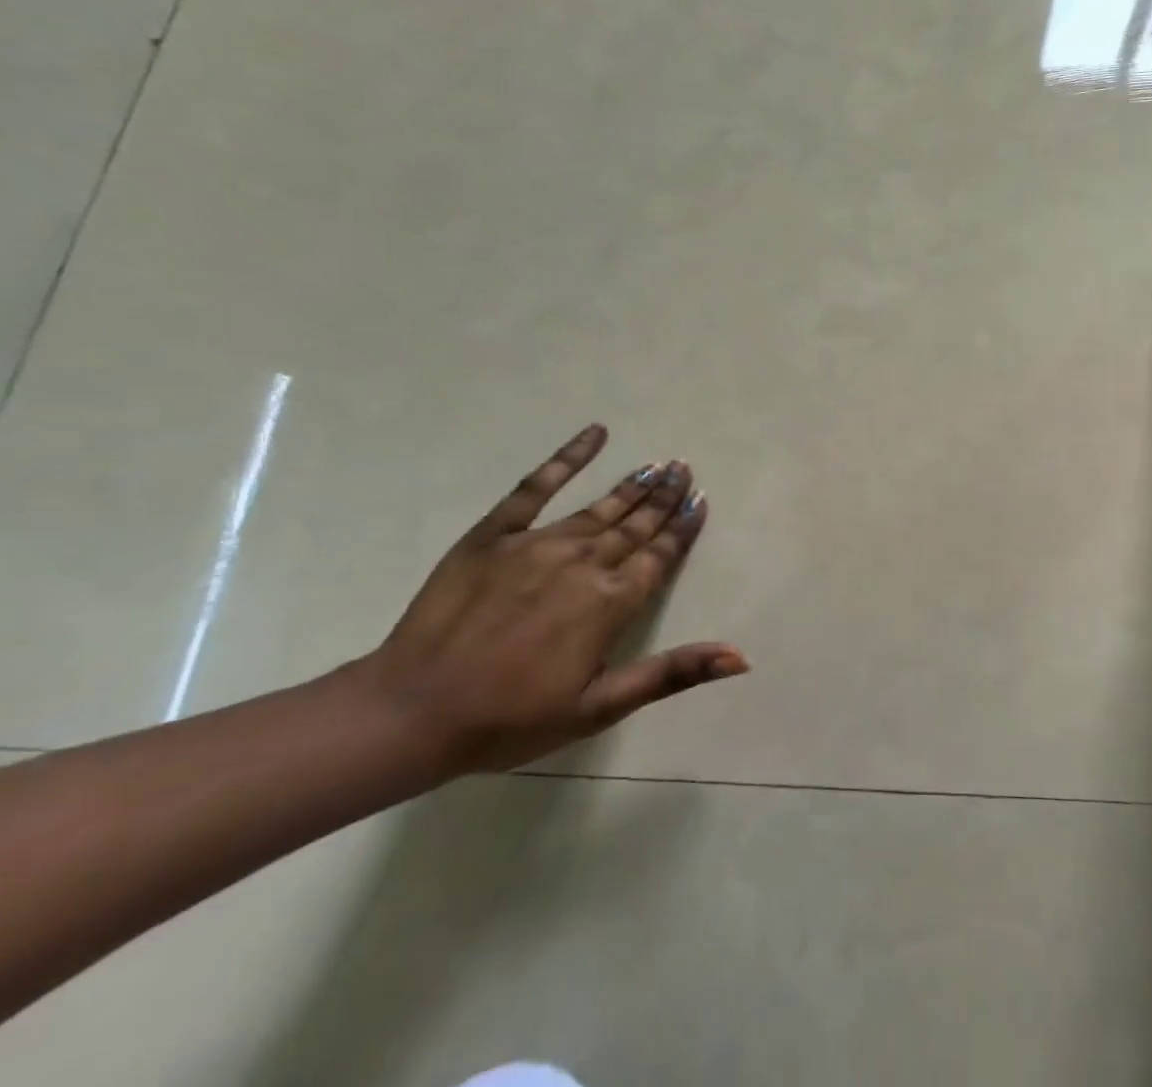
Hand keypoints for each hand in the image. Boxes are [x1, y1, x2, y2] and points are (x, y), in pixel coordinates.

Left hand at [352, 425, 745, 774]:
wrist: (412, 712)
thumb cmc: (512, 717)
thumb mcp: (601, 707)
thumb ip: (672, 673)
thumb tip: (740, 657)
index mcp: (612, 601)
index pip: (660, 555)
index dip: (683, 528)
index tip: (701, 500)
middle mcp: (585, 562)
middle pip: (636, 524)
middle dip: (664, 497)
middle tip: (685, 468)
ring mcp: (539, 543)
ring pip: (601, 507)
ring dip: (633, 485)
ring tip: (658, 463)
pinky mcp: (496, 533)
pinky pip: (537, 486)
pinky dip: (568, 458)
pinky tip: (594, 434)